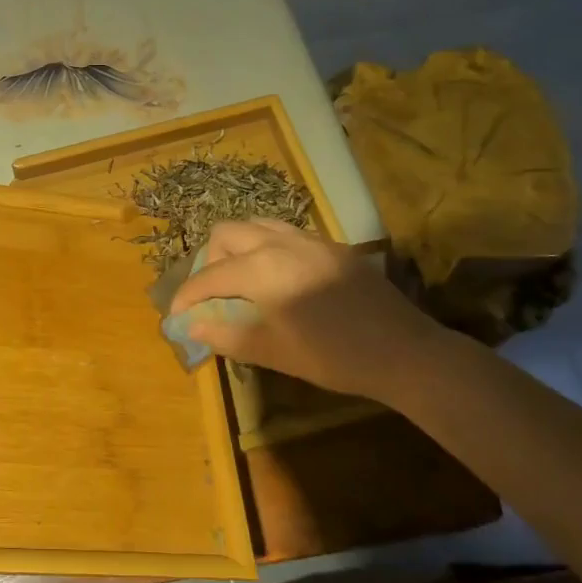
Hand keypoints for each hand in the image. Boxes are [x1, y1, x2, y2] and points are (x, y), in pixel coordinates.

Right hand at [166, 219, 447, 404]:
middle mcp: (280, 242)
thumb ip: (228, 336)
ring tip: (241, 281)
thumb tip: (193, 327)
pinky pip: (284, 233)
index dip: (187, 295)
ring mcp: (308, 239)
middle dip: (210, 261)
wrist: (405, 351)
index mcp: (262, 268)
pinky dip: (266, 248)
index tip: (176, 315)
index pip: (209, 276)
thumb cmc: (334, 356)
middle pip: (226, 233)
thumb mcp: (274, 352)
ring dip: (238, 248)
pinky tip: (278, 279)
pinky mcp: (330, 246)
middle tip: (213, 295)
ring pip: (256, 225)